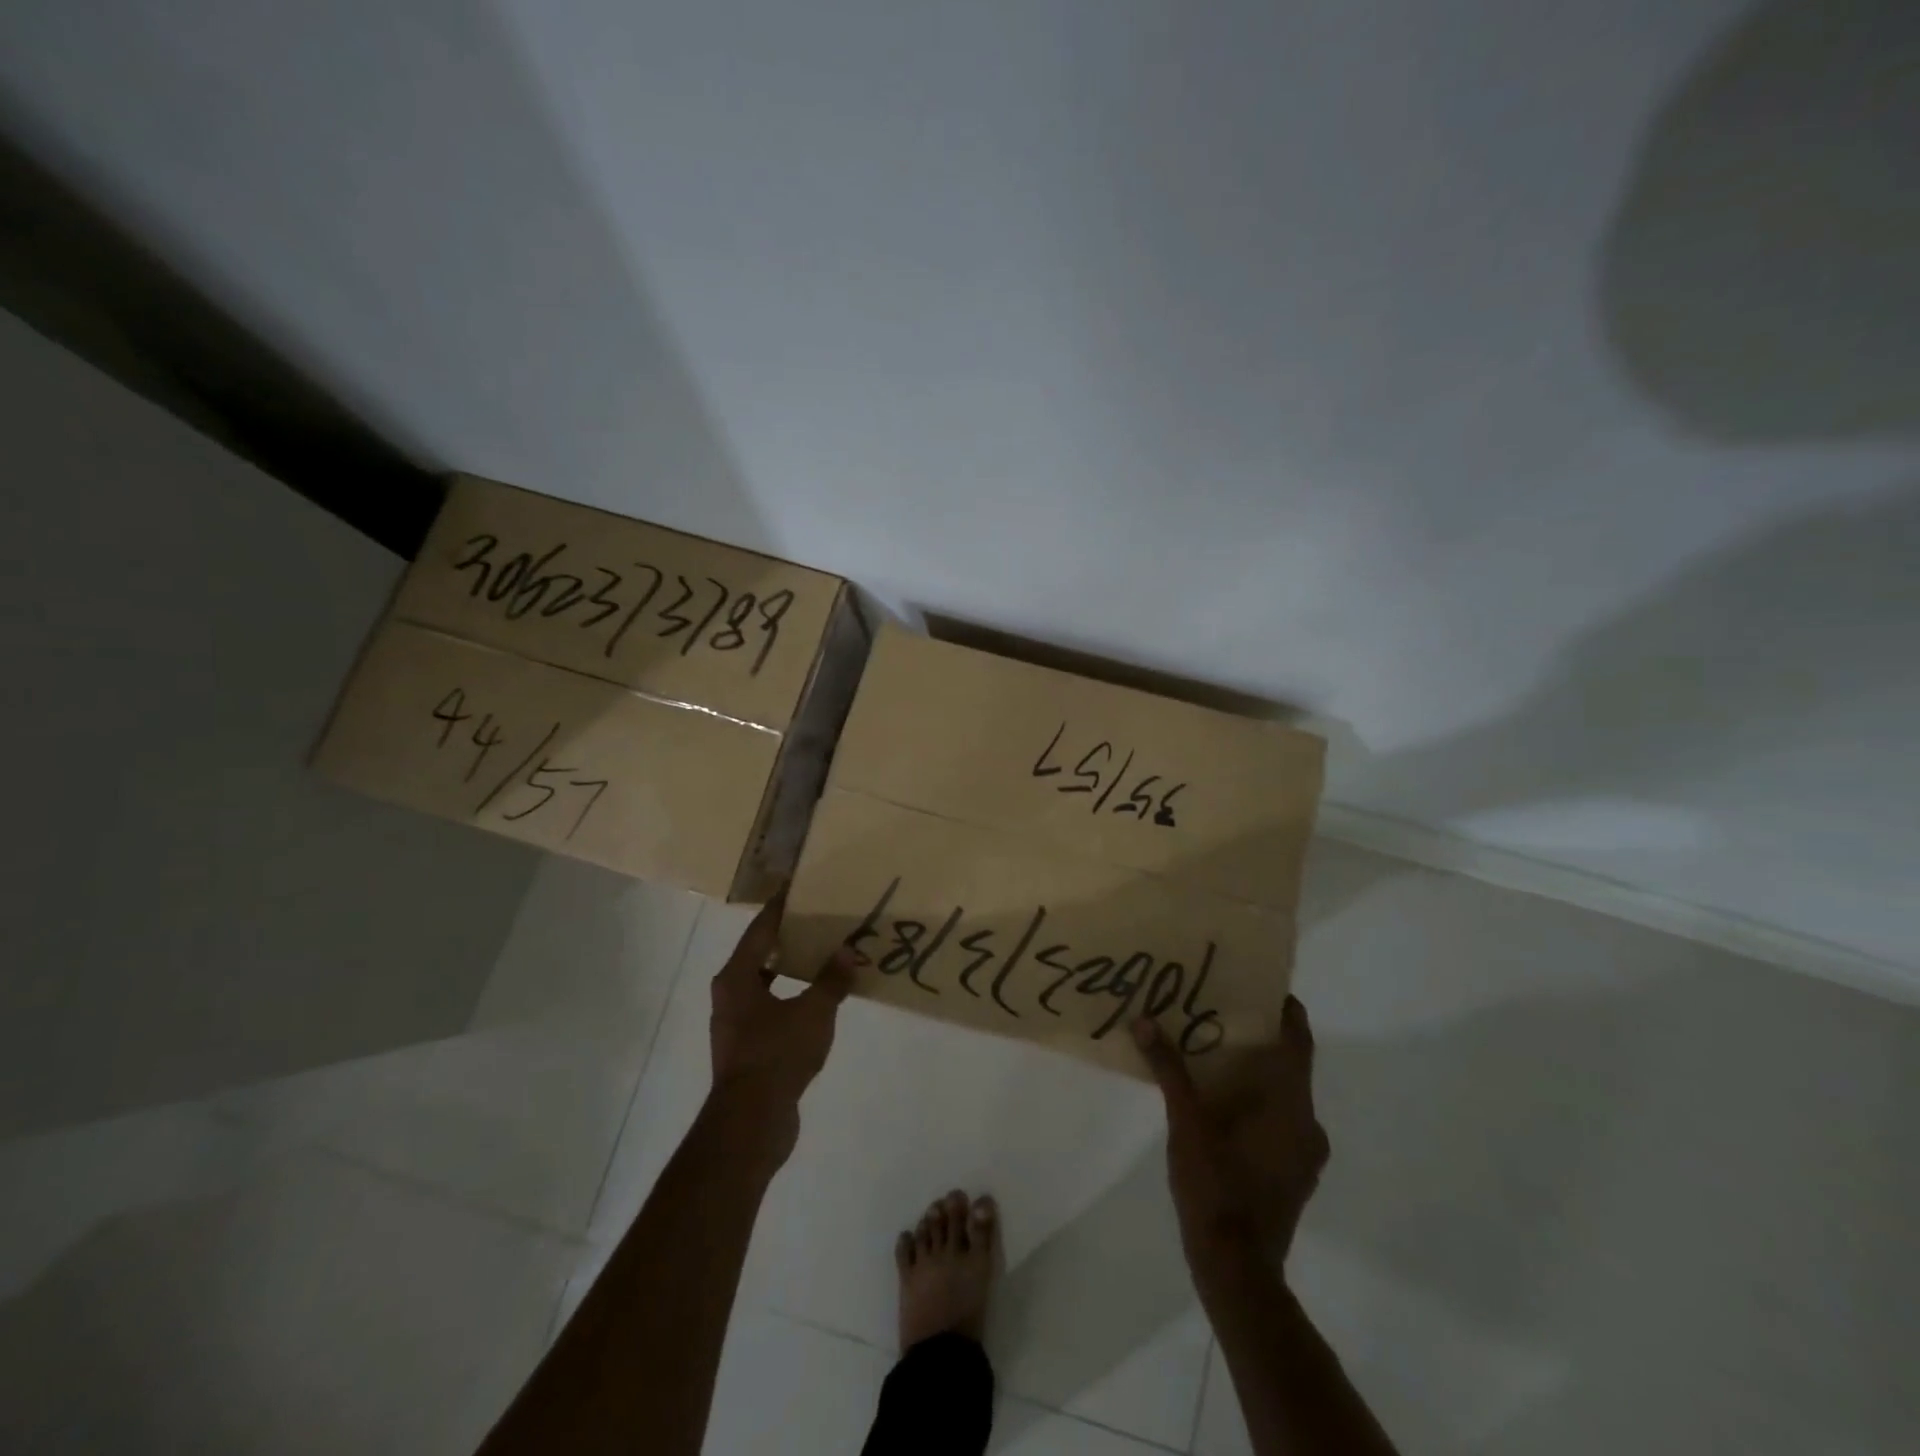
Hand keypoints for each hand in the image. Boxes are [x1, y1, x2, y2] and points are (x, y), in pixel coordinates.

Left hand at [708, 895, 855, 1156]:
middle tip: (818, 919)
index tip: (797, 887)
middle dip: (788, 937)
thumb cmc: (777, 1054)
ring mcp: (736, 1023)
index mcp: (737, 977)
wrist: (751, 1122)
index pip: (760, 929)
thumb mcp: (814, 1012)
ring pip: (765, 983)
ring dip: (791, 969)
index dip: (780, 907)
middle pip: (760, 954)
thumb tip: (847, 950)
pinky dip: (791, 997)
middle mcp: (730, 994)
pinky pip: (771, 1008)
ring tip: (823, 956)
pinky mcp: (747, 1047)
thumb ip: (831, 980)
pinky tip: (817, 1000)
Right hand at [1132, 996, 1329, 1271]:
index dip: (1286, 1010)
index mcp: (1290, 1105)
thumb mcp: (1185, 1123)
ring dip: (1256, 1075)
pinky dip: (1257, 1104)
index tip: (1260, 985)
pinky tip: (1221, 1106)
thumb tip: (1143, 1022)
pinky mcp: (1294, 1174)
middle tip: (1219, 1015)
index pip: (1298, 1041)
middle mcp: (1308, 1123)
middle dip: (1258, 1040)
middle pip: (1289, 1066)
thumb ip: (1169, 1071)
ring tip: (1214, 1057)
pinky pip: (1280, 1121)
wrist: (1237, 1269)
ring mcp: (1304, 1153)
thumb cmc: (1215, 1186)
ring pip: (1284, 1096)